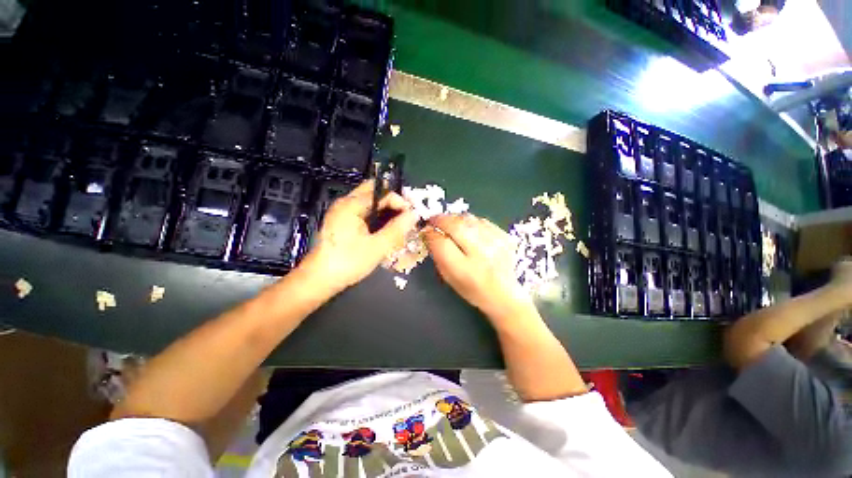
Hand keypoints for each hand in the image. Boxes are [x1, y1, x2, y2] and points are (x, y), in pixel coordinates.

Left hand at [302, 180, 418, 293]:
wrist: (319, 279)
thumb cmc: (348, 262)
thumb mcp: (377, 247)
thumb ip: (397, 229)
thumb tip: (414, 214)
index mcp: (352, 205)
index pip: (383, 192)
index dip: (400, 202)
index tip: (412, 216)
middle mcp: (346, 203)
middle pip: (374, 191)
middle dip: (393, 201)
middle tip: (406, 216)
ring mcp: (342, 212)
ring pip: (370, 201)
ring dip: (385, 209)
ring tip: (398, 224)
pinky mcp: (342, 222)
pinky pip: (364, 211)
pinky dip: (377, 216)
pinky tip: (385, 230)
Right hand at [423, 214, 533, 321]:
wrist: (504, 295)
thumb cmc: (472, 289)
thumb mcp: (449, 277)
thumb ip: (438, 254)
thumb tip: (429, 232)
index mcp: (465, 270)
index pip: (442, 243)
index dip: (431, 233)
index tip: (426, 230)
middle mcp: (482, 254)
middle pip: (456, 226)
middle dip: (441, 220)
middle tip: (434, 221)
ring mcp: (496, 243)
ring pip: (468, 219)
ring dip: (455, 219)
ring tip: (449, 224)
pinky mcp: (505, 236)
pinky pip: (481, 220)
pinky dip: (470, 221)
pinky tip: (467, 228)